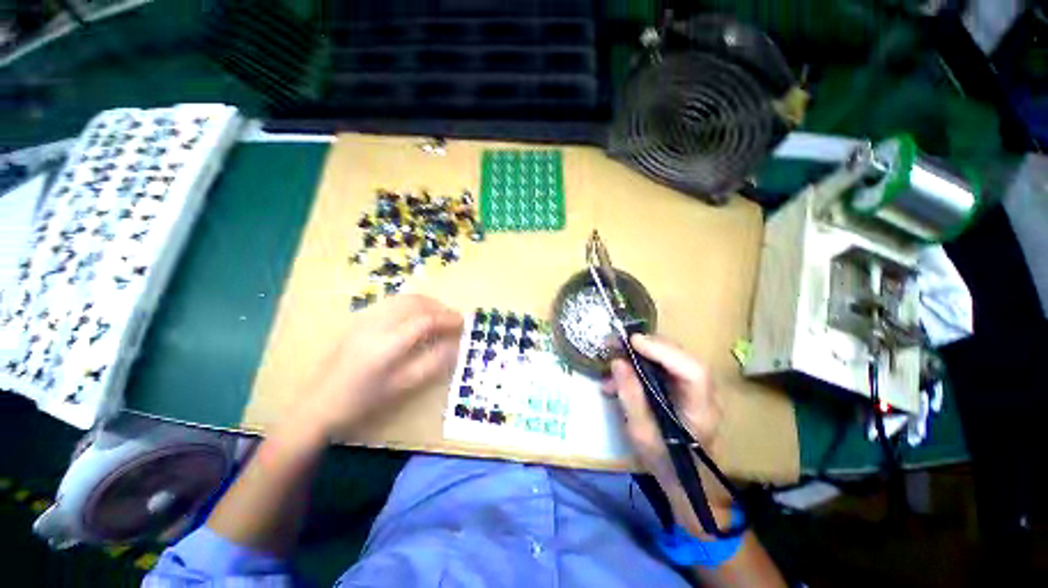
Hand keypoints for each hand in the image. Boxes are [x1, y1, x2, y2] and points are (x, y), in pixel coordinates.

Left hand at [287, 295, 462, 440]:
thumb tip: (454, 346)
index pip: (425, 321)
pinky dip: (410, 304)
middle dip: (439, 307)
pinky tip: (416, 316)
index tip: (463, 323)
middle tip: (453, 318)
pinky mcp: (359, 320)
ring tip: (439, 315)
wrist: (316, 404)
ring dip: (425, 302)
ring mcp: (365, 319)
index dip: (447, 319)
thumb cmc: (361, 401)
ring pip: (402, 299)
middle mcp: (376, 324)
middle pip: (415, 303)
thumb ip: (431, 364)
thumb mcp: (401, 387)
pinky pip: (391, 303)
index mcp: (387, 344)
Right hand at [603, 334, 722, 496]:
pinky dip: (642, 363)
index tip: (632, 342)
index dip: (663, 351)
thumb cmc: (665, 462)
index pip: (692, 371)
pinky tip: (621, 373)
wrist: (687, 480)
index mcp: (700, 410)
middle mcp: (704, 393)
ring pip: (672, 357)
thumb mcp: (641, 433)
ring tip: (615, 357)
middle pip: (682, 357)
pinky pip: (664, 366)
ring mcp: (696, 388)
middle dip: (648, 345)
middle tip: (617, 343)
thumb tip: (617, 362)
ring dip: (642, 352)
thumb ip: (630, 396)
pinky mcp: (684, 387)